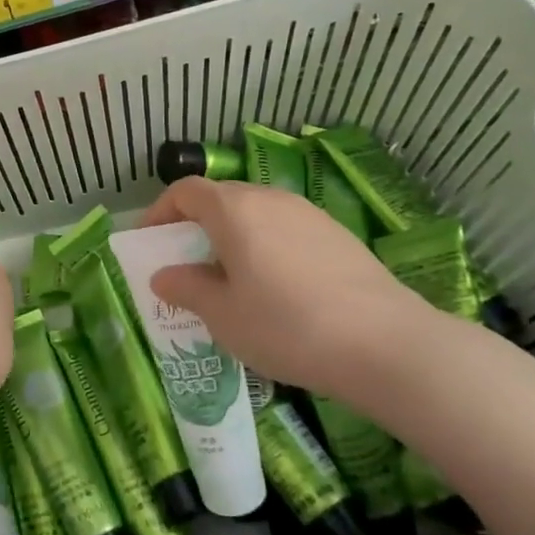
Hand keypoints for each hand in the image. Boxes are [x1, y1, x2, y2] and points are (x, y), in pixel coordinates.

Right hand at [141, 178, 459, 410]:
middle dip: (195, 225)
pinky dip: (266, 246)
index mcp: (234, 210)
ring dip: (232, 236)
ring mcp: (308, 213)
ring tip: (230, 279)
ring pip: (256, 213)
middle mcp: (270, 198)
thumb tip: (164, 276)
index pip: (185, 191)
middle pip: (221, 198)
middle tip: (186, 265)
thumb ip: (187, 288)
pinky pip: (285, 229)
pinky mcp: (337, 234)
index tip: (150, 242)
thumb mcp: (223, 315)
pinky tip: (276, 288)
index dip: (159, 212)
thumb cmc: (286, 326)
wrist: (384, 343)